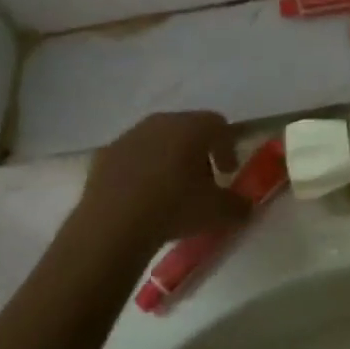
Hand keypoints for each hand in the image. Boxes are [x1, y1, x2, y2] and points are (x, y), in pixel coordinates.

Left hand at [79, 112, 249, 255]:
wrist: (111, 226)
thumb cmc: (173, 208)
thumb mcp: (217, 212)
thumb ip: (238, 205)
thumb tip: (245, 206)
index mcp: (192, 127)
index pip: (218, 124)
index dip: (227, 146)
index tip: (228, 172)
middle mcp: (161, 122)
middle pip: (187, 129)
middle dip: (197, 152)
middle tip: (201, 182)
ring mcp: (129, 136)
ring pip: (157, 140)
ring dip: (168, 159)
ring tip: (169, 192)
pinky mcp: (104, 156)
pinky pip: (131, 157)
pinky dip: (140, 171)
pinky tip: (140, 198)